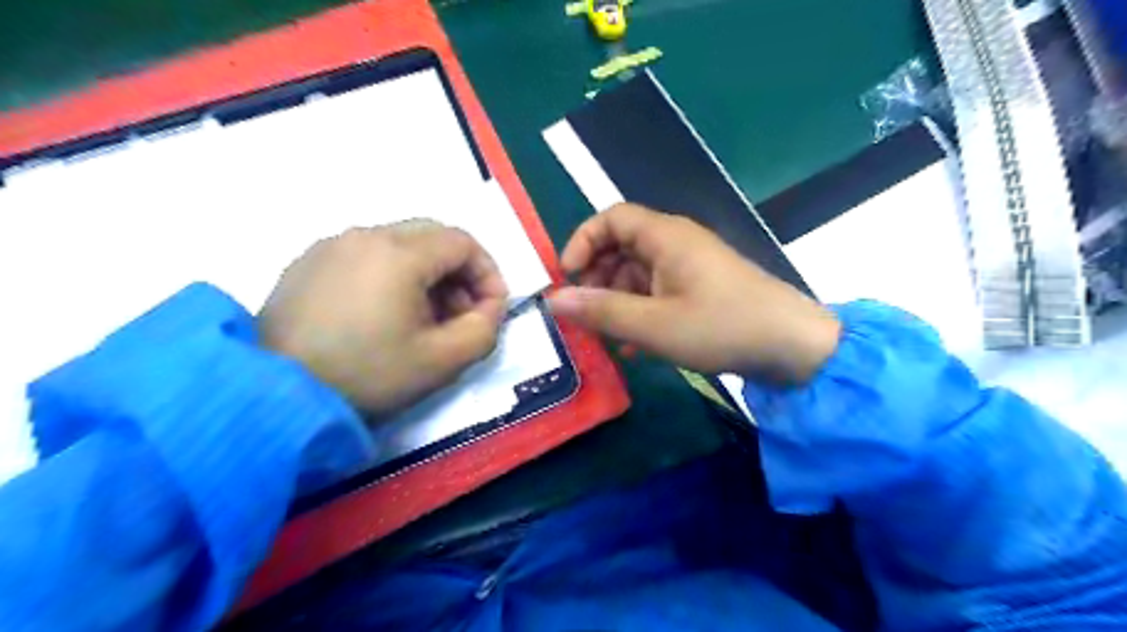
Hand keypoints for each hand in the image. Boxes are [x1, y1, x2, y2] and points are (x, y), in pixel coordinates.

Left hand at [260, 221, 505, 413]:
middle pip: (432, 236)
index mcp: (399, 253)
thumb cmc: (368, 375)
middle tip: (460, 313)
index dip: (488, 273)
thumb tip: (490, 307)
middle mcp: (364, 235)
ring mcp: (330, 246)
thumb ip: (485, 328)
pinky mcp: (307, 263)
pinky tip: (382, 315)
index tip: (490, 310)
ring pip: (399, 244)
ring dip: (426, 274)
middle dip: (459, 272)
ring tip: (423, 318)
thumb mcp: (444, 361)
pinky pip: (365, 255)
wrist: (276, 397)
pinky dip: (390, 275)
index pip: (463, 242)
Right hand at [551, 202, 840, 382]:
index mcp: (666, 237)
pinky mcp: (701, 290)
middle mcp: (677, 243)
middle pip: (622, 246)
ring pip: (639, 273)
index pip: (611, 218)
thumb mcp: (654, 325)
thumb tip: (554, 300)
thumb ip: (602, 312)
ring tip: (608, 337)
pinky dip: (640, 312)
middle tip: (586, 314)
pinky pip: (658, 292)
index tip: (569, 277)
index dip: (583, 241)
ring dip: (617, 301)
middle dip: (597, 278)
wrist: (792, 347)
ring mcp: (691, 267)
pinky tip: (635, 347)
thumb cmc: (721, 327)